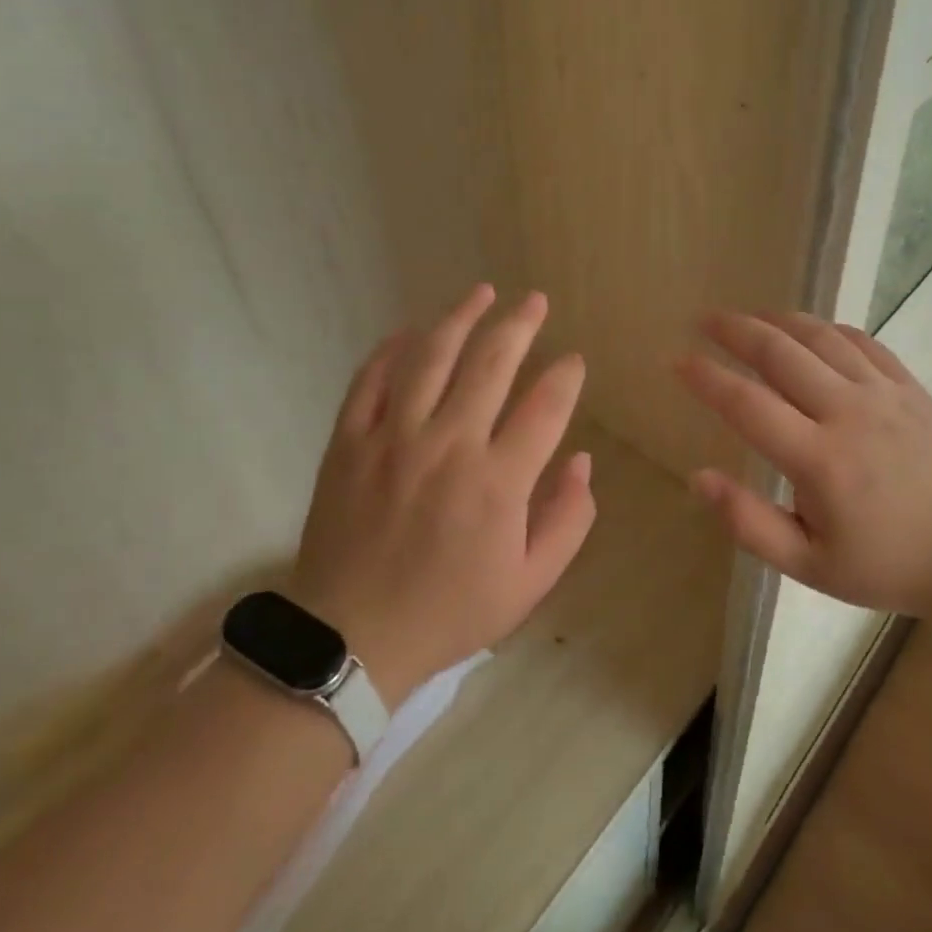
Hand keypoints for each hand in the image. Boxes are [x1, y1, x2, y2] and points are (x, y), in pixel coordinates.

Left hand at [294, 284, 595, 704]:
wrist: (349, 639)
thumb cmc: (449, 612)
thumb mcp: (529, 584)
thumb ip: (567, 519)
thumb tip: (581, 460)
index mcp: (498, 480)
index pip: (545, 406)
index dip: (565, 375)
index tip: (573, 361)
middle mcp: (449, 444)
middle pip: (491, 363)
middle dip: (519, 324)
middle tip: (534, 300)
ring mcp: (393, 438)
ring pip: (431, 357)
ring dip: (460, 318)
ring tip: (481, 292)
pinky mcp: (350, 442)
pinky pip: (371, 381)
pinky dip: (391, 350)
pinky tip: (409, 332)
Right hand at [675, 311, 931, 619]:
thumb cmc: (888, 565)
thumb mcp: (811, 566)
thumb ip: (750, 524)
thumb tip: (699, 478)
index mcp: (819, 461)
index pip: (747, 404)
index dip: (706, 378)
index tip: (676, 360)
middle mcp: (848, 414)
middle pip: (780, 353)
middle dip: (735, 331)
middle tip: (703, 319)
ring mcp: (884, 394)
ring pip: (820, 338)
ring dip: (778, 320)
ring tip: (749, 316)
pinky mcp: (910, 388)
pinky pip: (863, 342)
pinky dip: (828, 328)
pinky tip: (810, 329)